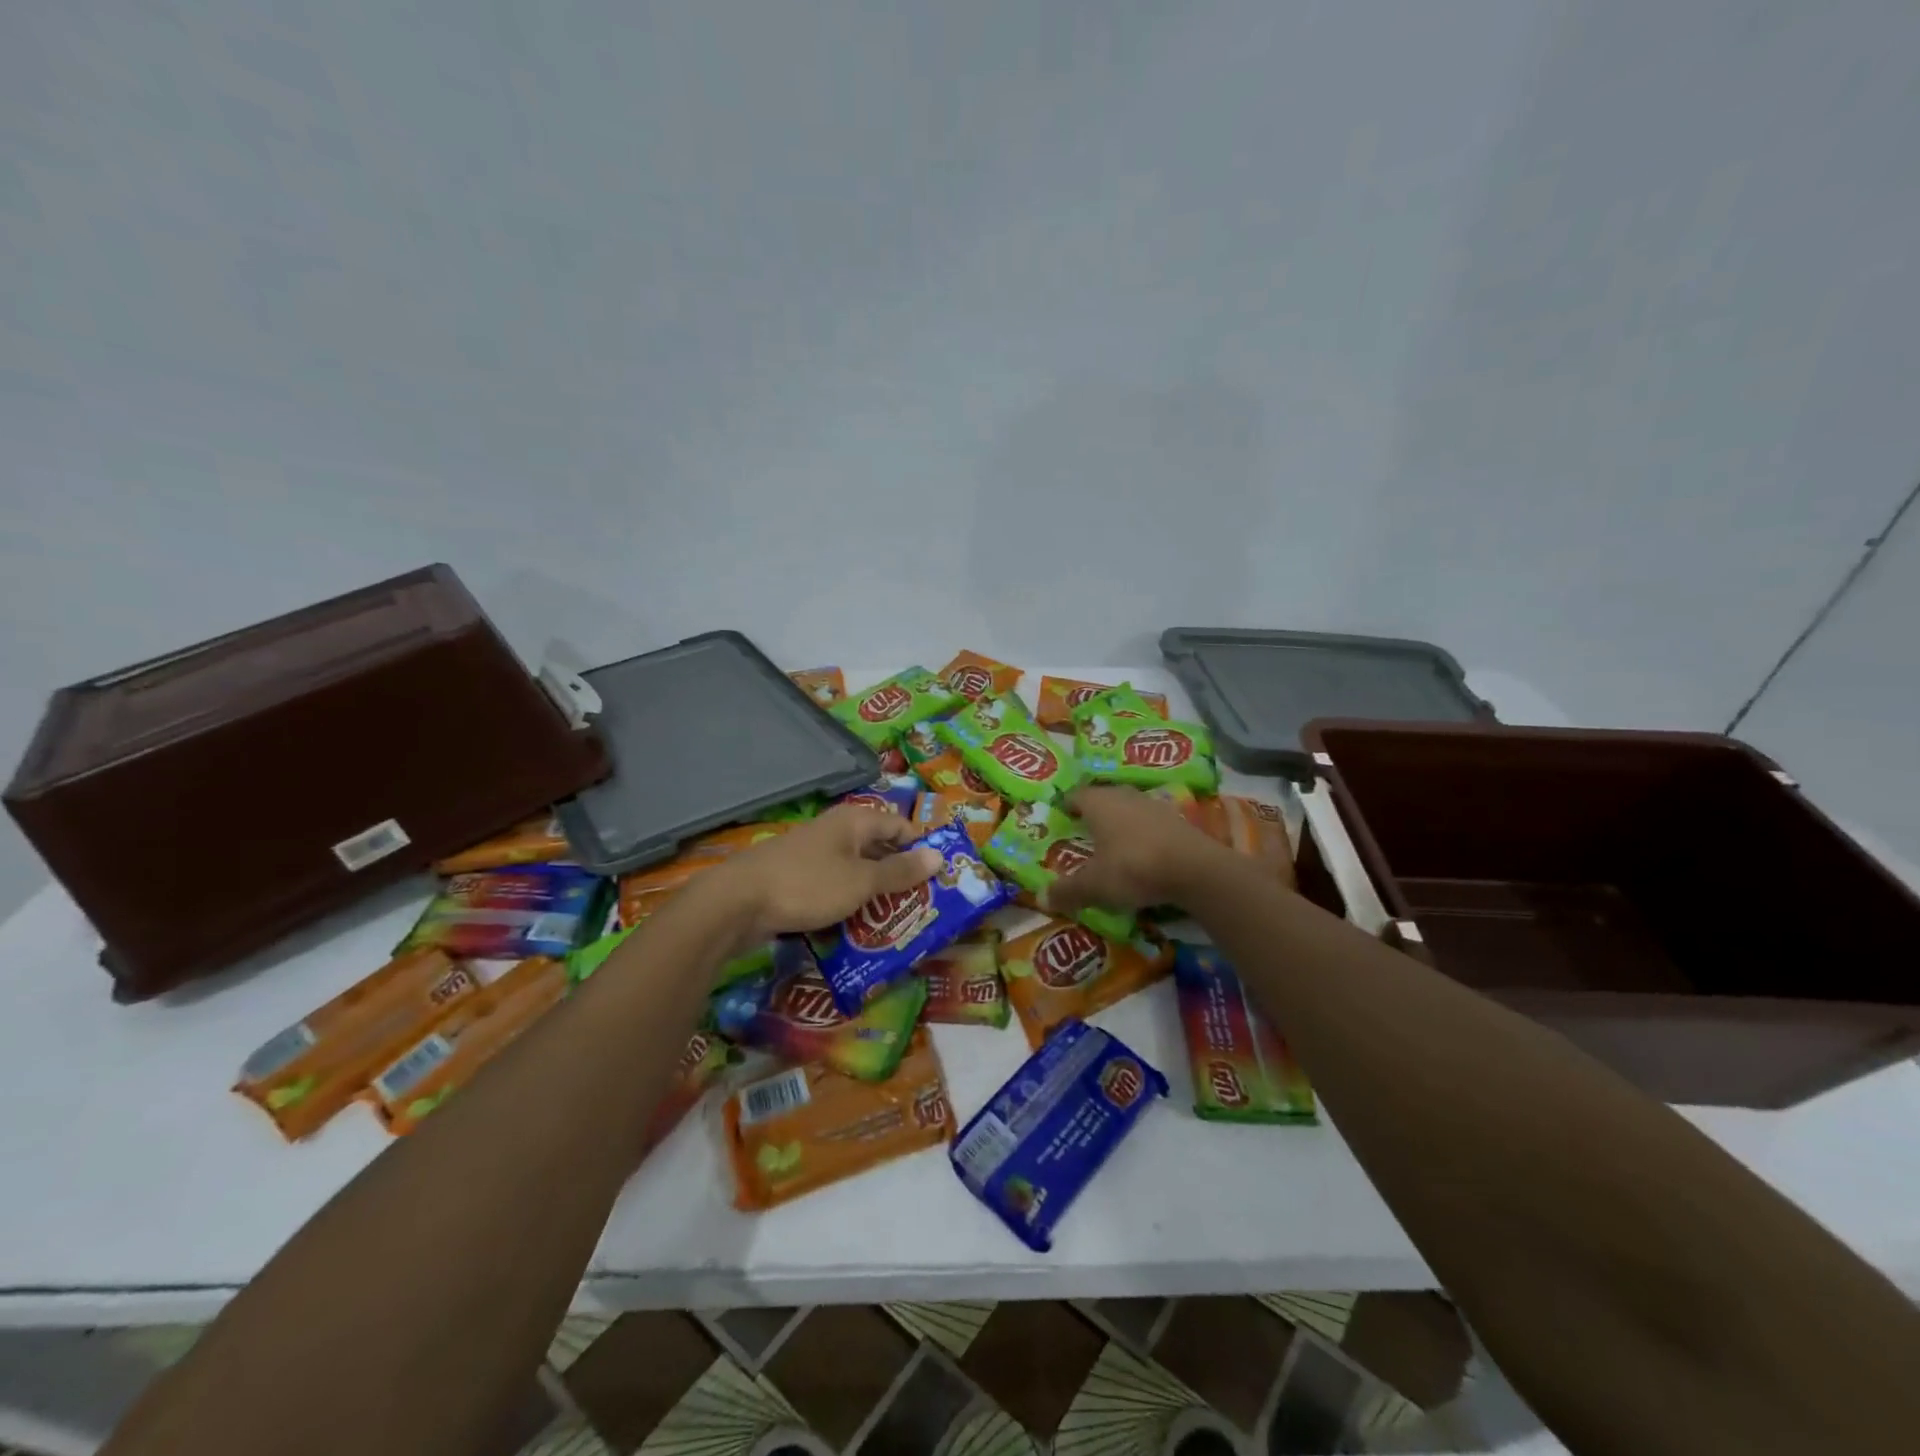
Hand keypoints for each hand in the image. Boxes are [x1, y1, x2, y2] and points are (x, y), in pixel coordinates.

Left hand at [716, 805, 942, 942]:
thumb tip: (938, 856)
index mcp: (855, 822)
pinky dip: (850, 904)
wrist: (736, 903)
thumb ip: (899, 871)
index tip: (942, 877)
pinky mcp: (798, 879)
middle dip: (901, 875)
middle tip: (925, 905)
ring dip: (876, 894)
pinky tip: (860, 928)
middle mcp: (836, 831)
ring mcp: (814, 855)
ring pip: (856, 871)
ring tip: (899, 922)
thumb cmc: (807, 885)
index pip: (901, 826)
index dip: (922, 848)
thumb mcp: (861, 882)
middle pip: (879, 849)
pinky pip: (835, 887)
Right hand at [1044, 786, 1228, 917]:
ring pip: (1130, 808)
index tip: (1061, 816)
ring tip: (1113, 843)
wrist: (1195, 869)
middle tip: (1084, 830)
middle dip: (1095, 812)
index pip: (1077, 795)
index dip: (1067, 805)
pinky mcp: (1179, 821)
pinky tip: (1143, 853)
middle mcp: (1125, 796)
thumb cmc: (1133, 867)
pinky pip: (1152, 824)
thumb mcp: (1095, 885)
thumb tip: (1041, 898)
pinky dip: (1144, 834)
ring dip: (1121, 822)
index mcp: (1099, 803)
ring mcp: (1155, 806)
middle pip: (1105, 798)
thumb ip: (1068, 891)